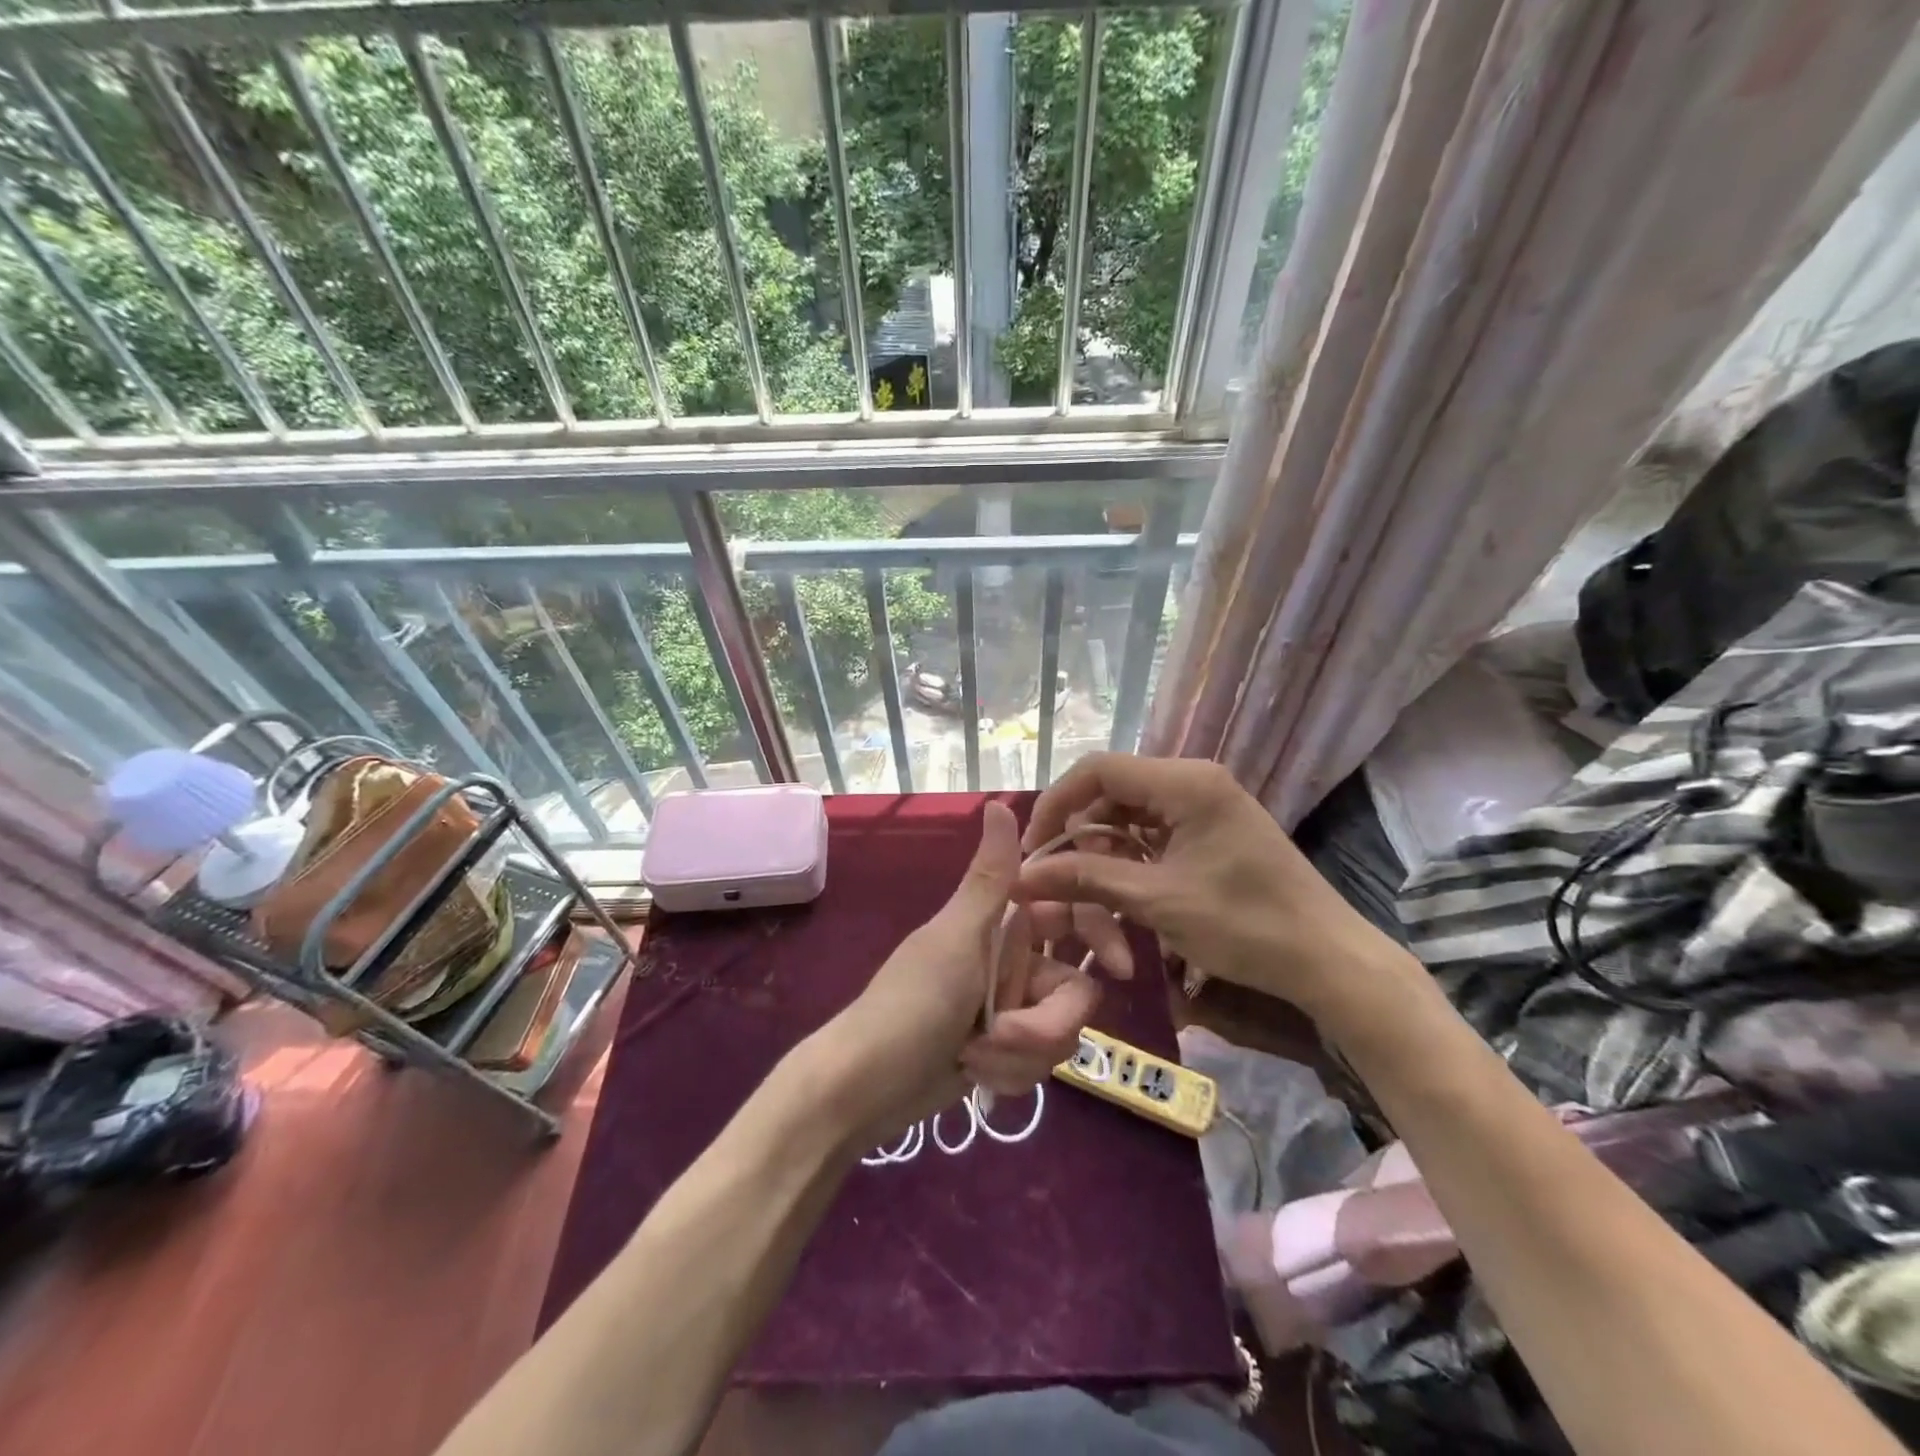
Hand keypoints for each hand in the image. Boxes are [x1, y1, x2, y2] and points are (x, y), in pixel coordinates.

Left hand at [816, 801, 1130, 1141]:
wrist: (867, 1087)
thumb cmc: (911, 1003)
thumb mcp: (956, 938)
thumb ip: (990, 878)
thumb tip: (1000, 801)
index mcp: (1002, 924)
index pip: (1071, 915)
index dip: (1102, 935)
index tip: (1122, 968)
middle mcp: (1013, 962)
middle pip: (1074, 989)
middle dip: (1045, 1023)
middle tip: (1002, 1034)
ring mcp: (1011, 1009)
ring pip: (1060, 1032)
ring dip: (1021, 1053)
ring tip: (974, 1058)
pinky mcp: (1006, 1052)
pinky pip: (1039, 1064)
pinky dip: (1009, 1074)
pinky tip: (974, 1076)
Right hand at [1012, 753, 1404, 1016]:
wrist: (1327, 960)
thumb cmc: (1245, 924)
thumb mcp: (1157, 900)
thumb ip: (1086, 878)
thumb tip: (1022, 875)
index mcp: (1185, 782)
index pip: (1098, 770)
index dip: (1057, 804)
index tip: (1035, 848)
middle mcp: (1192, 782)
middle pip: (1111, 795)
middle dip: (1080, 839)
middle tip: (1058, 883)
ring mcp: (1203, 806)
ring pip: (1128, 819)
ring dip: (1104, 857)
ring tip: (1093, 902)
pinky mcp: (1209, 831)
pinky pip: (1152, 836)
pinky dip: (1130, 863)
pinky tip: (1122, 896)